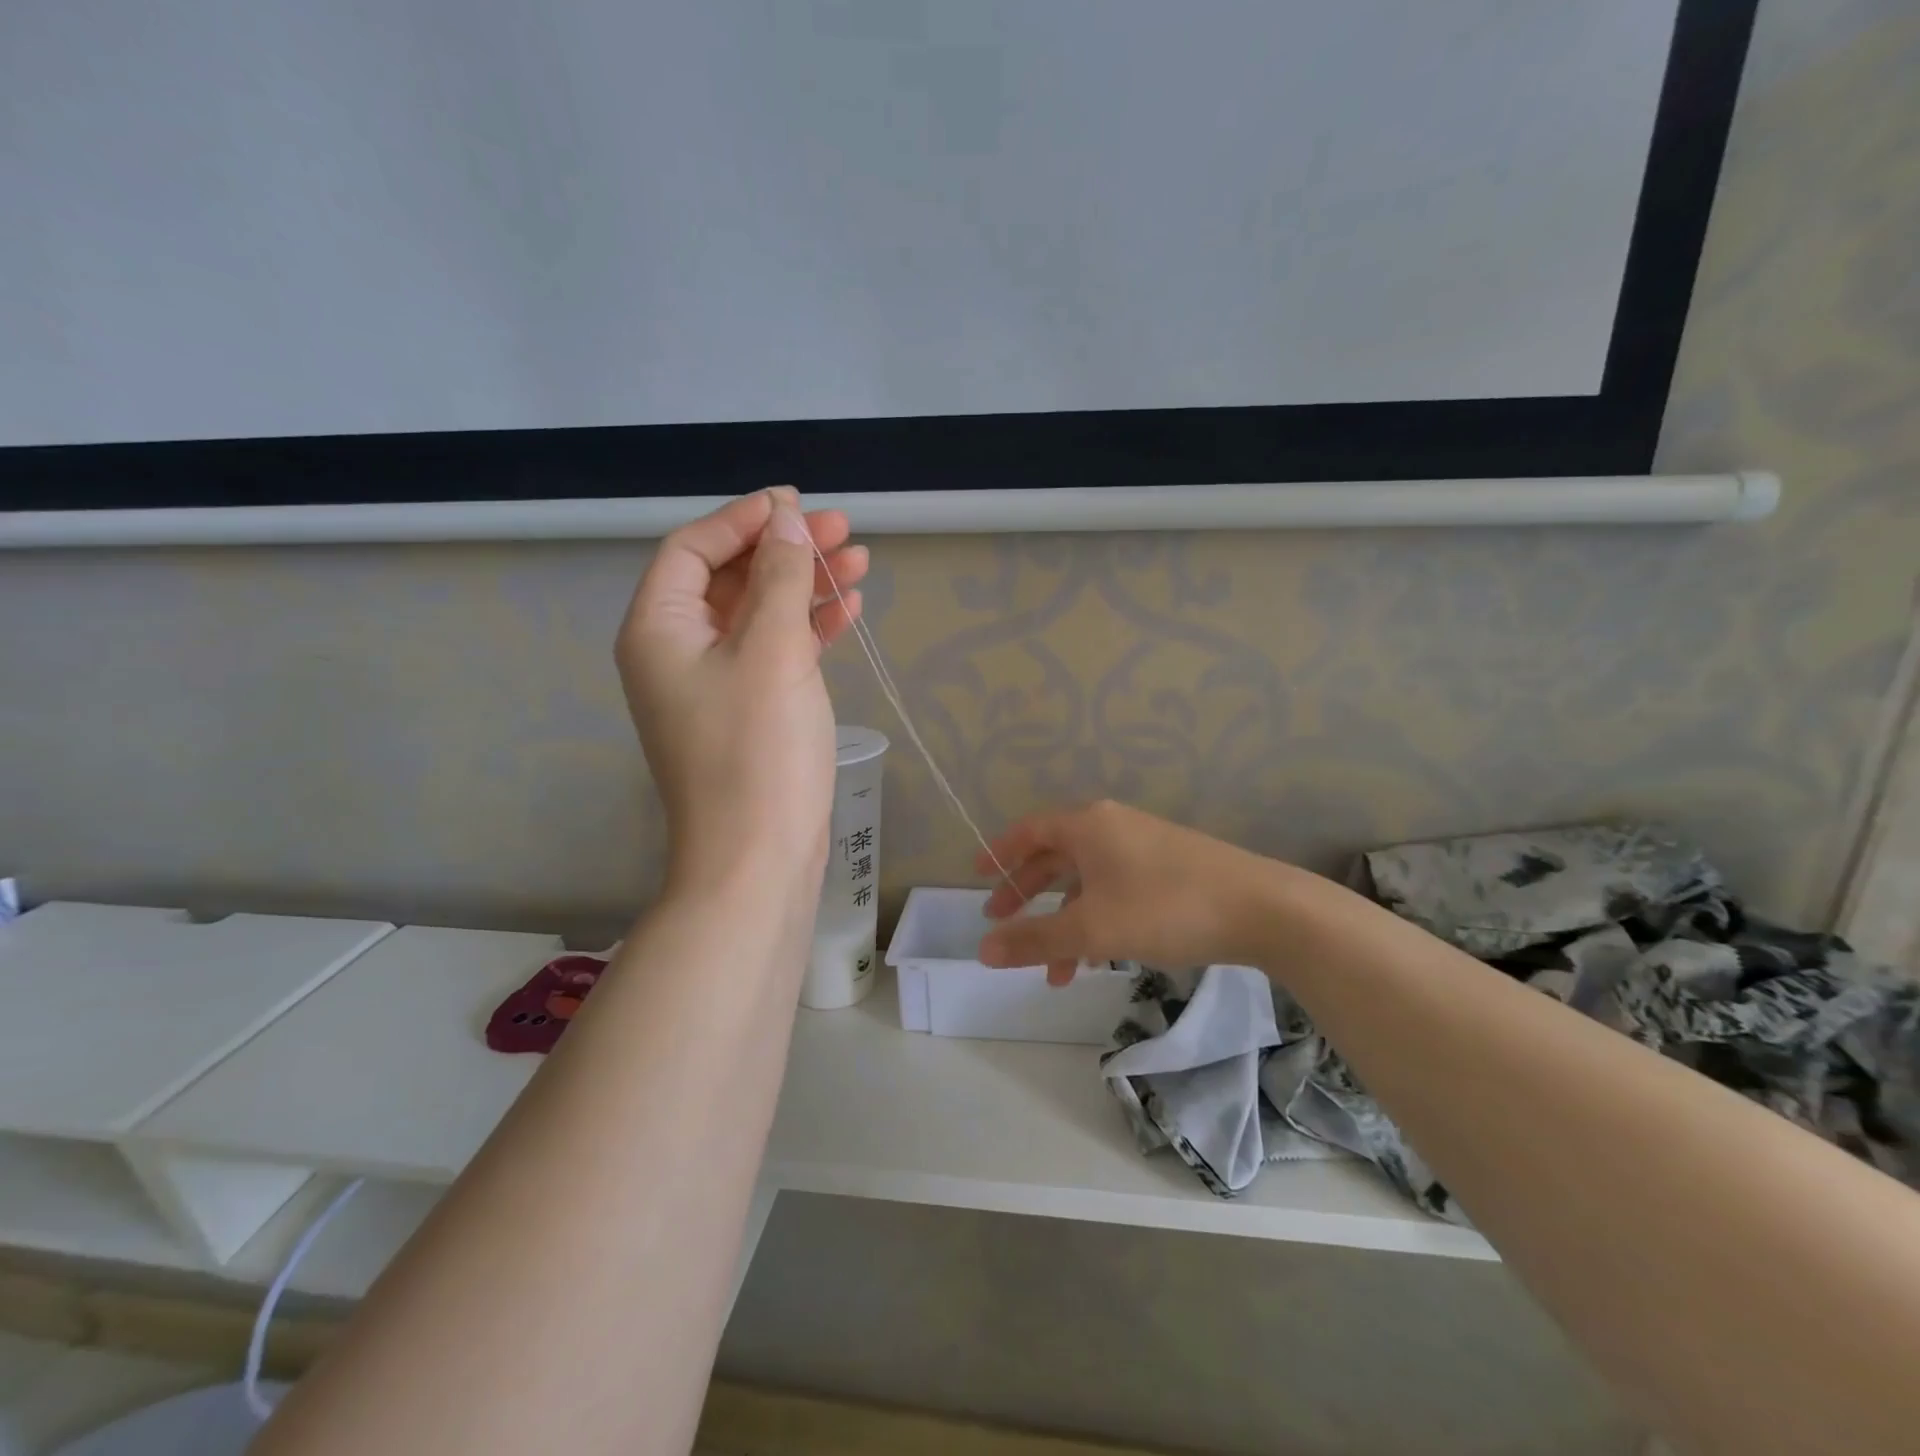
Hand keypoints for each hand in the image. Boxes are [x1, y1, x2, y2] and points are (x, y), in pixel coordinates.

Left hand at [616, 487, 868, 897]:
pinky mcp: (748, 713)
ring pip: (759, 616)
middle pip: (730, 579)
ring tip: (860, 562)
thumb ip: (780, 579)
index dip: (743, 520)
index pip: (692, 550)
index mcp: (659, 630)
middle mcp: (677, 652)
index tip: (796, 505)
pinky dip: (809, 629)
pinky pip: (775, 654)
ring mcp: (714, 686)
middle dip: (785, 551)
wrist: (757, 859)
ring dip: (805, 586)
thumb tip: (787, 522)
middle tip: (844, 530)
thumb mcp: (772, 652)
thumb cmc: (757, 751)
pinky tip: (848, 610)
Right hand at [976, 800, 1285, 981]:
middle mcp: (1112, 826)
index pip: (1029, 831)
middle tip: (1000, 921)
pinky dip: (1095, 919)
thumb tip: (982, 951)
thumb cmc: (1165, 908)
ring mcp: (1143, 845)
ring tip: (1051, 969)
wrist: (1261, 908)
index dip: (999, 853)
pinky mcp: (1168, 868)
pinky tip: (1095, 957)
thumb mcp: (1091, 928)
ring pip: (1086, 880)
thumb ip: (1034, 940)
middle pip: (1054, 856)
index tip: (976, 876)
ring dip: (1063, 920)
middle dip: (1025, 892)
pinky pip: (1114, 889)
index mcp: (1087, 825)